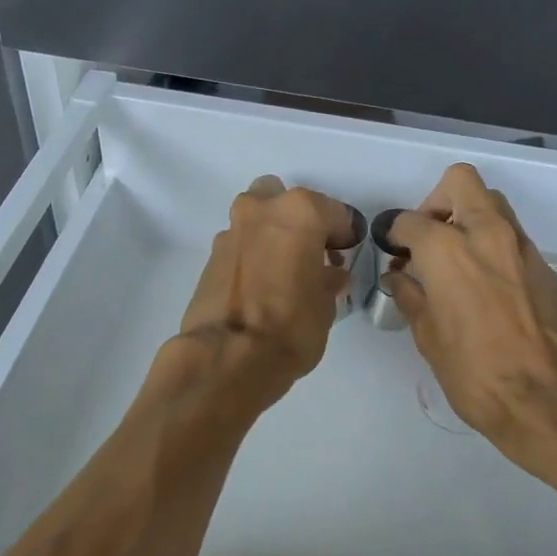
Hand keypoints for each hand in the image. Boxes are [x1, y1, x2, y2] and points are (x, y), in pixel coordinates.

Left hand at [178, 174, 361, 388]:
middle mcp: (262, 209)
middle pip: (284, 199)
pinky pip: (240, 243)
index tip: (346, 252)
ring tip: (283, 268)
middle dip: (298, 219)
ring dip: (271, 233)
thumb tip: (327, 274)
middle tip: (310, 252)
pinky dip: (252, 253)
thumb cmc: (291, 326)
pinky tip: (261, 282)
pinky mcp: (210, 254)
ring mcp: (232, 230)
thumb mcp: (326, 305)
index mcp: (300, 211)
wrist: (228, 356)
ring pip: (257, 217)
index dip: (344, 234)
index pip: (334, 212)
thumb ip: (328, 279)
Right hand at [384, 164, 556, 472]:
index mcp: (447, 249)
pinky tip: (486, 283)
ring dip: (469, 218)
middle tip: (430, 237)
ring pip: (491, 203)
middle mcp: (486, 232)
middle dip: (438, 201)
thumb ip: (411, 296)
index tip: (395, 255)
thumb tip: (401, 277)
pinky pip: (511, 235)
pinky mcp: (544, 264)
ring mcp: (520, 245)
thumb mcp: (429, 337)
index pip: (410, 220)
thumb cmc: (477, 372)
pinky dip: (493, 243)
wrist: (552, 398)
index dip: (395, 235)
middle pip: (460, 182)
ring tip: (458, 259)